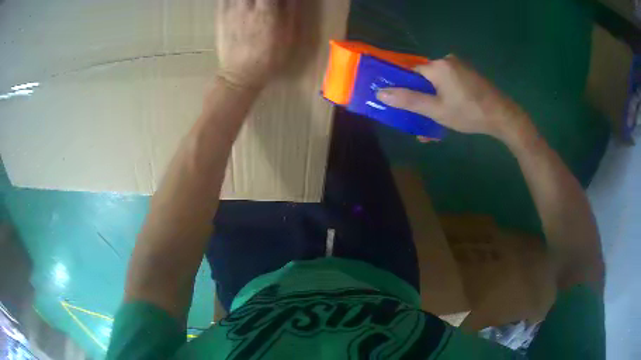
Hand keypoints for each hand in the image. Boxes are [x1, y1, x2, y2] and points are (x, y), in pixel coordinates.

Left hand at [216, 0, 298, 88]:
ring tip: (255, 1)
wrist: (239, 75)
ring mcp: (230, 10)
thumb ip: (291, 11)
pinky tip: (240, 2)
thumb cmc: (270, 57)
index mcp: (267, 10)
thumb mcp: (289, 36)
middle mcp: (247, 6)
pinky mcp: (220, 15)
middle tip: (265, 0)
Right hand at [377, 55, 530, 142]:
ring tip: (434, 124)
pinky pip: (450, 84)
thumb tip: (380, 93)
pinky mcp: (469, 74)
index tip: (401, 105)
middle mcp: (447, 60)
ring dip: (433, 101)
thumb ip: (409, 101)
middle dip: (420, 99)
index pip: (410, 72)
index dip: (403, 88)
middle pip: (424, 78)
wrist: (503, 117)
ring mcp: (460, 66)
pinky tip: (448, 113)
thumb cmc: (469, 113)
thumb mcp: (436, 110)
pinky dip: (445, 97)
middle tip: (420, 120)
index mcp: (437, 66)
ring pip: (438, 83)